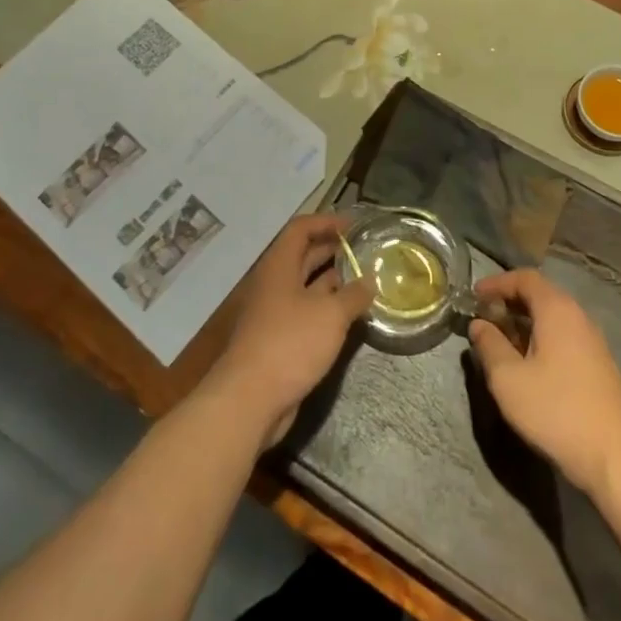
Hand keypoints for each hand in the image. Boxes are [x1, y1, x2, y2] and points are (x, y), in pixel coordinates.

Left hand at [205, 214, 372, 450]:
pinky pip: (306, 313)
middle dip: (332, 250)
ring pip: (306, 286)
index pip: (300, 229)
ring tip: (364, 280)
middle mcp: (274, 284)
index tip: (354, 225)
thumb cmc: (290, 344)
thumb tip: (369, 281)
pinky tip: (350, 315)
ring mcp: (274, 313)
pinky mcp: (279, 340)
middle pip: (303, 256)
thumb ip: (353, 295)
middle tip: (363, 250)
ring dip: (333, 281)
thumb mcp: (330, 315)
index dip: (326, 222)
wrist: (250, 399)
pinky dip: (327, 308)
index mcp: (279, 266)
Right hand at [467, 268, 620, 499]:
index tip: (474, 297)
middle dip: (509, 303)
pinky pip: (564, 338)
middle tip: (484, 319)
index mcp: (557, 310)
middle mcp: (578, 317)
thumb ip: (489, 346)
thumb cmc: (556, 410)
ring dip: (524, 324)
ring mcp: (593, 342)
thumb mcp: (508, 379)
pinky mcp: (599, 366)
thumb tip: (479, 325)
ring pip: (552, 319)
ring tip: (501, 343)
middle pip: (540, 295)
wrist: (616, 458)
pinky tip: (528, 366)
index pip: (525, 278)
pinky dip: (541, 340)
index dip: (497, 283)